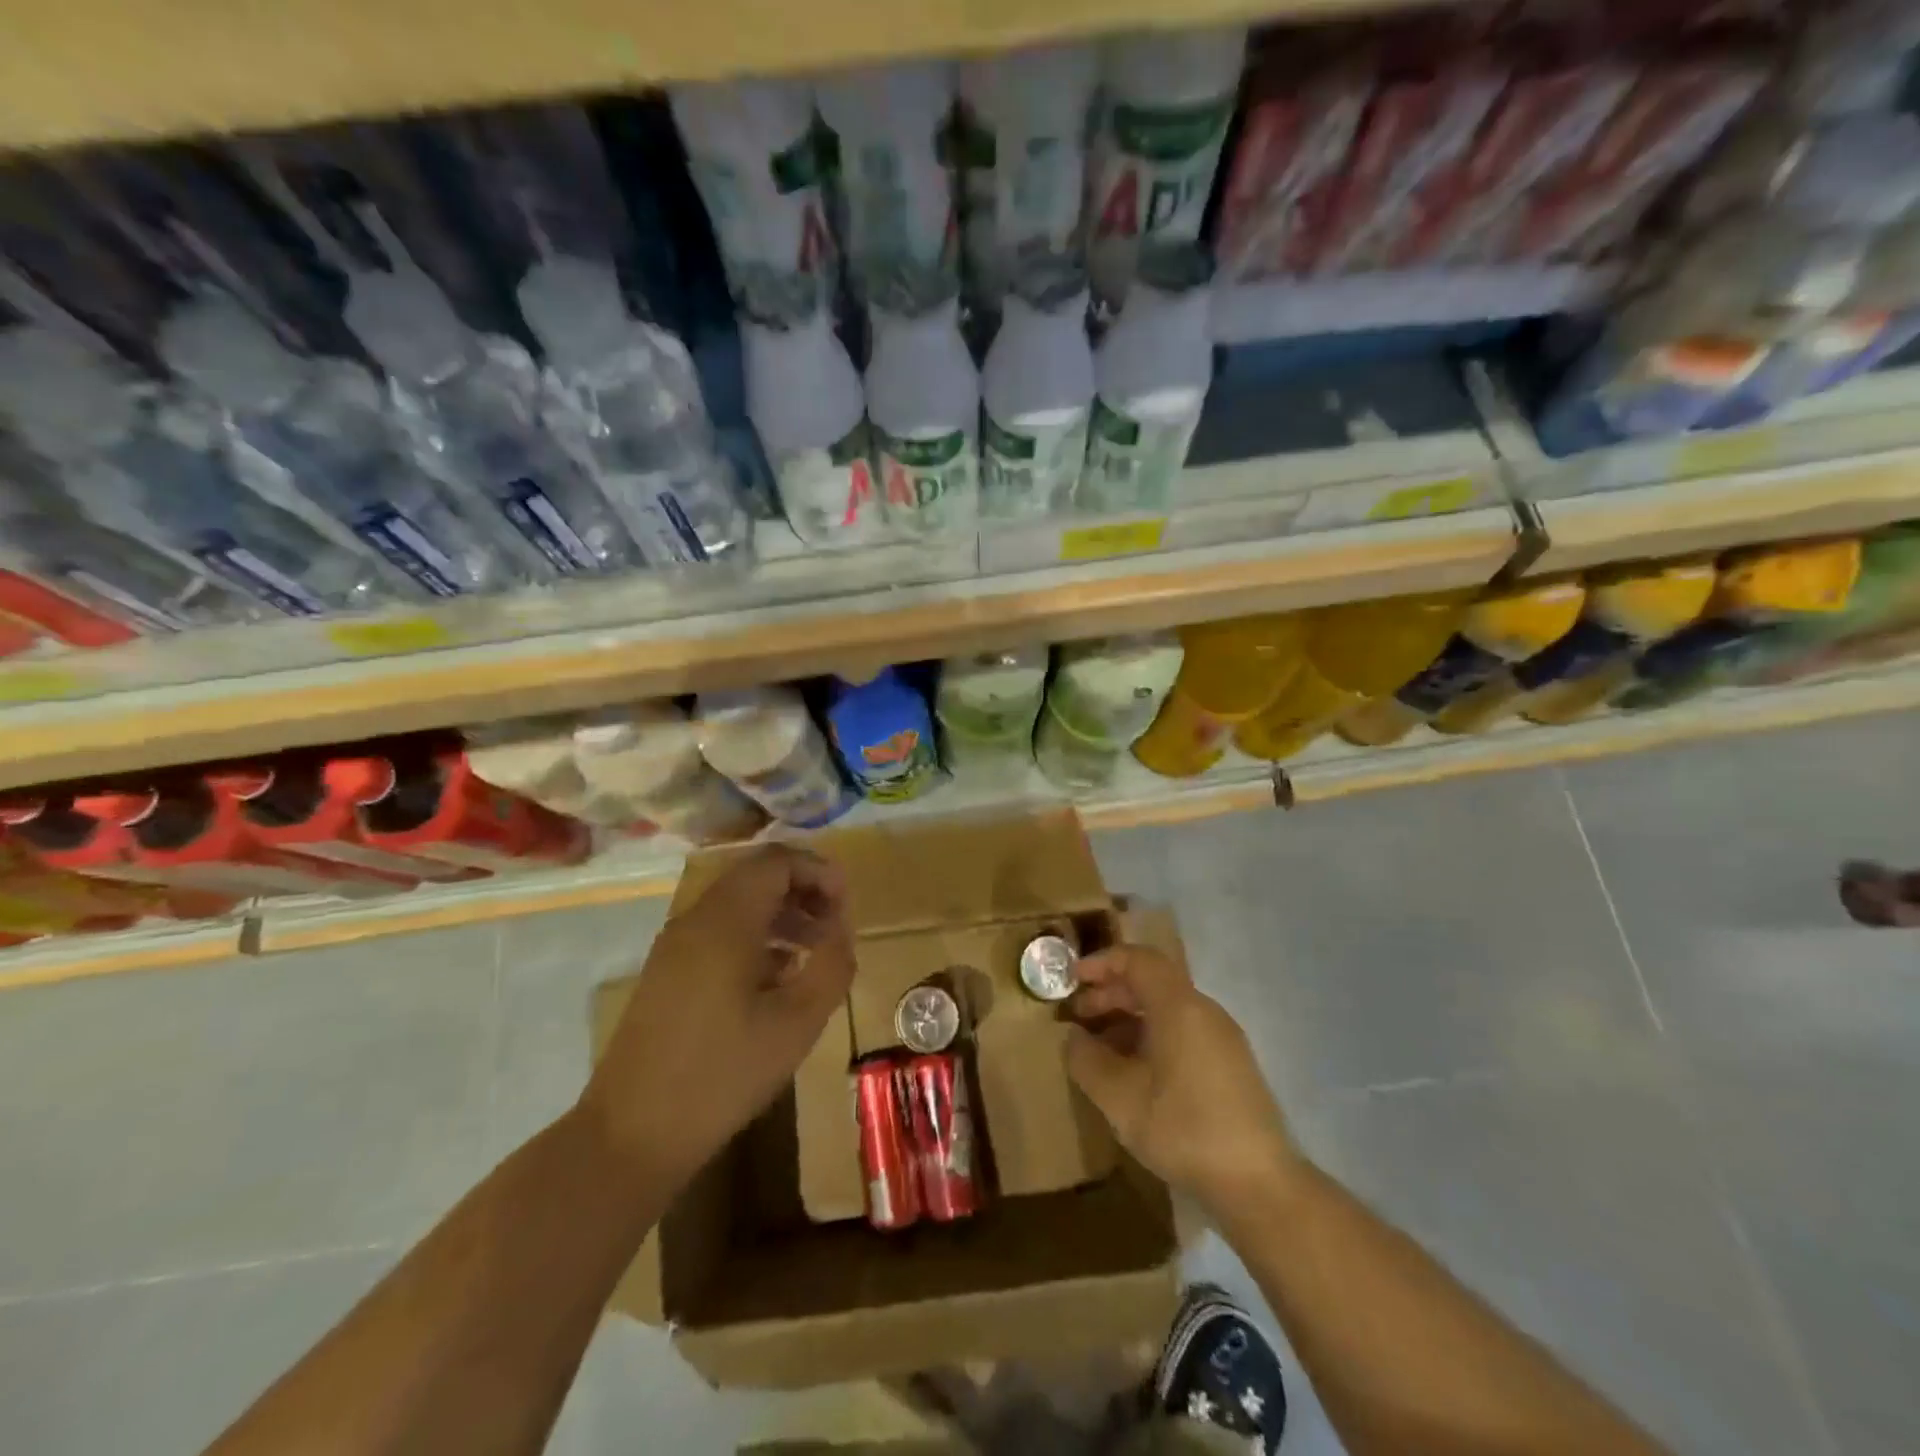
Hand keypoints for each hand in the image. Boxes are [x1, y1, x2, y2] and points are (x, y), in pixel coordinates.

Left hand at [580, 844, 855, 1189]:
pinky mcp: (667, 973)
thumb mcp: (797, 1023)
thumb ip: (830, 966)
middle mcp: (695, 920)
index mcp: (725, 921)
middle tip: (836, 924)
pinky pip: (719, 932)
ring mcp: (675, 946)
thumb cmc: (722, 1075)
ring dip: (781, 914)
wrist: (630, 1135)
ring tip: (815, 950)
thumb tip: (841, 931)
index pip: (776, 861)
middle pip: (756, 877)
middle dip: (803, 890)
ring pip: (737, 905)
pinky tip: (778, 977)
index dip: (818, 871)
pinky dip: (756, 936)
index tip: (847, 904)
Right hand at [1065, 944, 1300, 1216]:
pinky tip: (1134, 1073)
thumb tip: (1074, 1038)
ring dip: (1129, 1018)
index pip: (1138, 959)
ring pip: (1167, 1010)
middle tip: (1078, 1017)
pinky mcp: (1230, 1066)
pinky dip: (1151, 1037)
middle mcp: (1204, 1011)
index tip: (1071, 980)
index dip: (1101, 963)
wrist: (1259, 1185)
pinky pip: (1182, 1032)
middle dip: (1111, 993)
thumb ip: (1087, 1060)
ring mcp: (1222, 1039)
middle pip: (1152, 983)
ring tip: (1099, 1049)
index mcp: (1179, 1007)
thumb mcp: (1120, 1098)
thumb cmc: (1184, 1129)